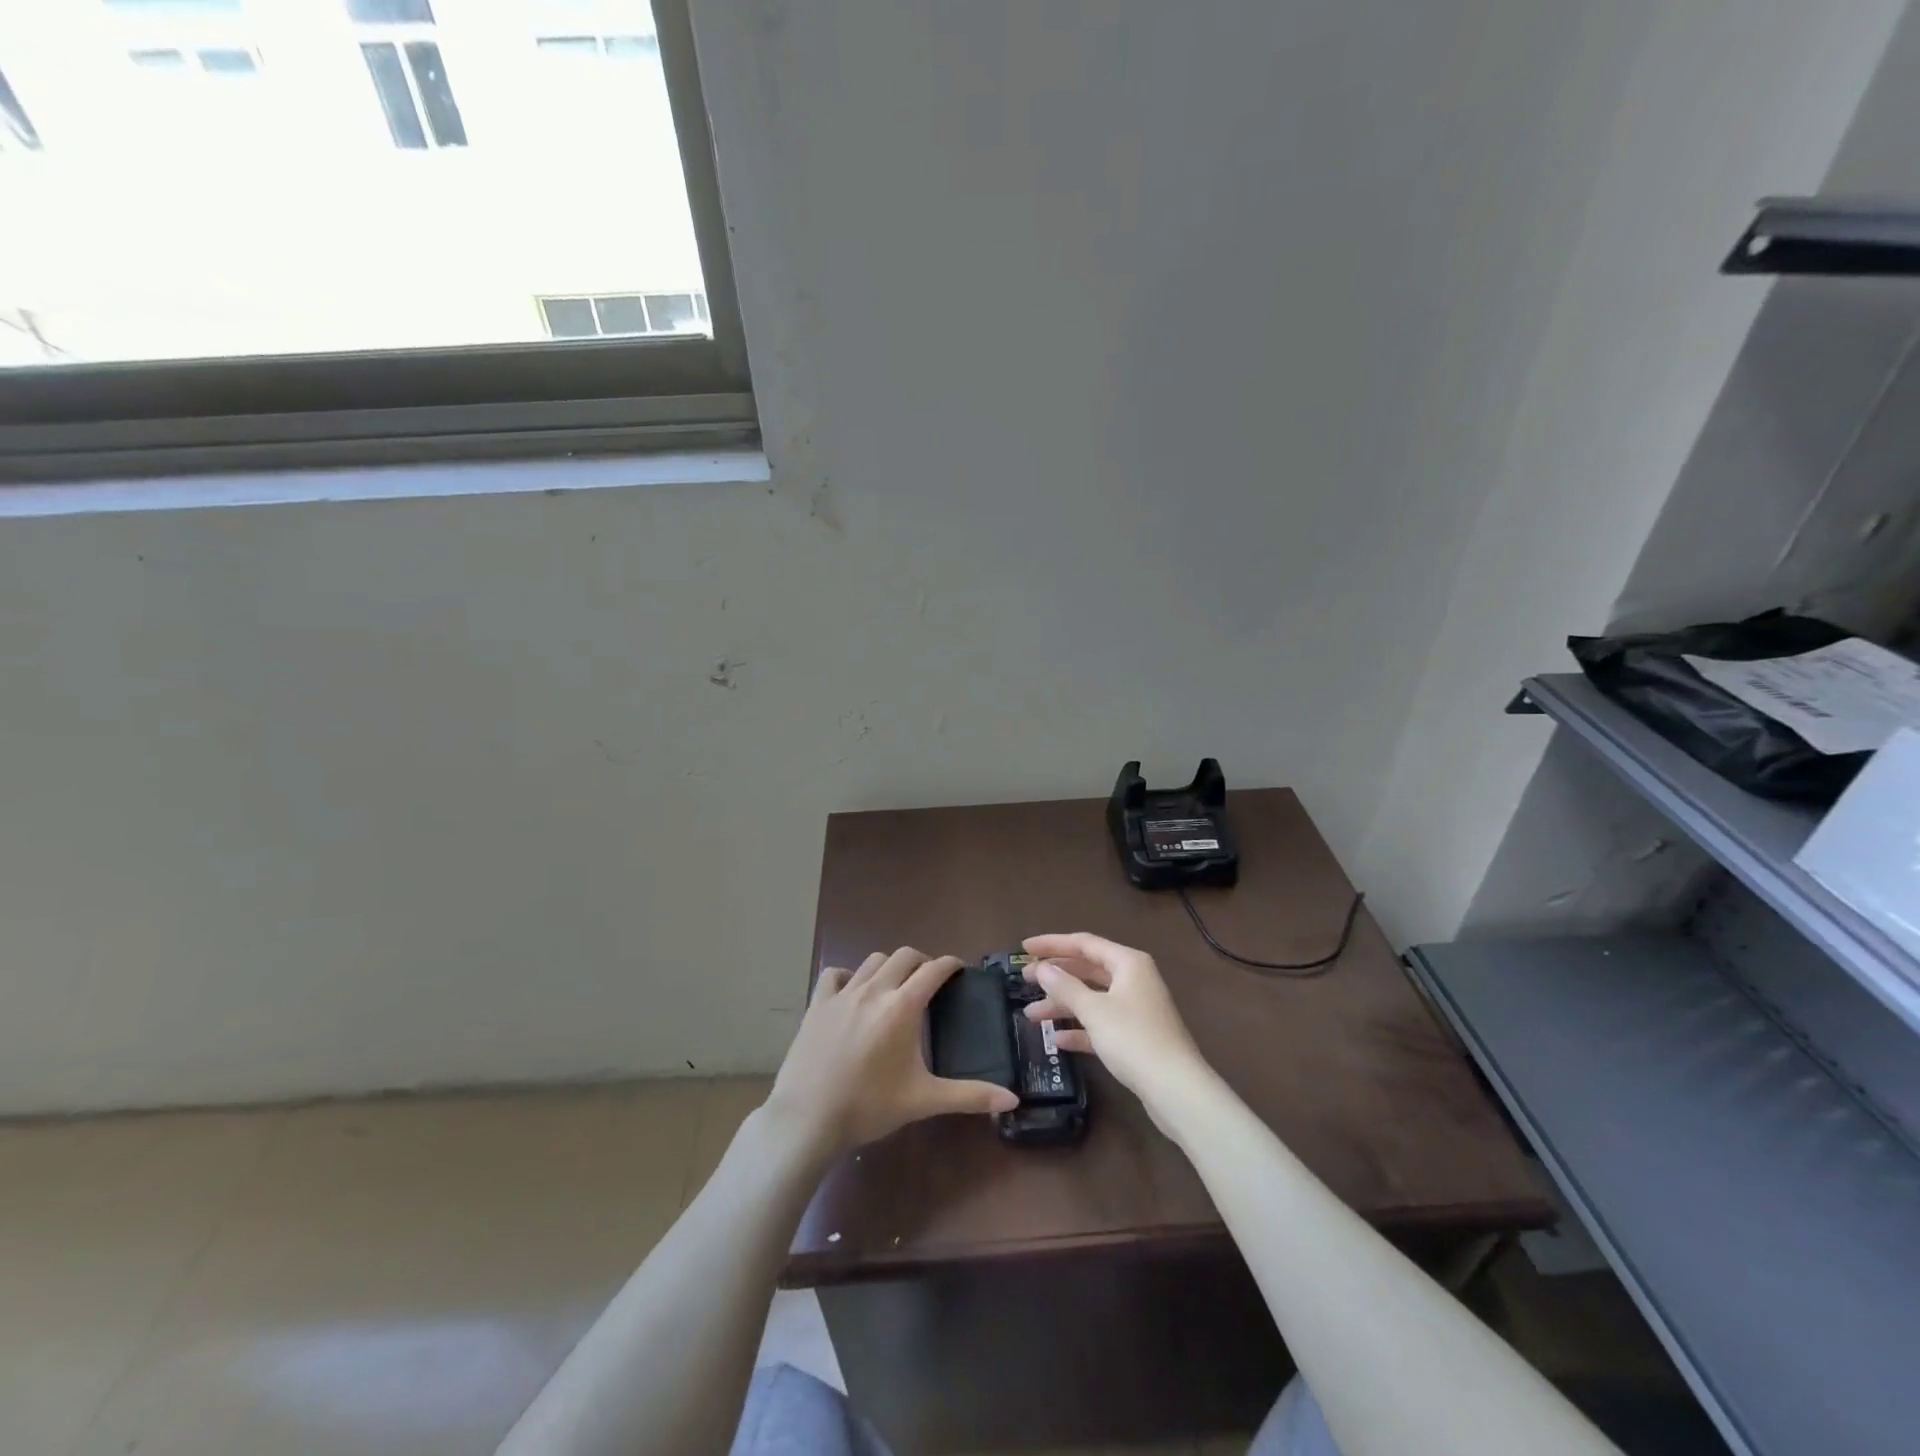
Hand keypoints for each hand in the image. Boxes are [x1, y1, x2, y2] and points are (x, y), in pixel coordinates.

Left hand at [766, 947, 1019, 1151]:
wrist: (809, 1117)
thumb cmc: (870, 1106)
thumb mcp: (923, 1100)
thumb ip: (969, 1096)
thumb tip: (1013, 1100)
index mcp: (904, 1006)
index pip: (934, 969)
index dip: (950, 964)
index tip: (959, 968)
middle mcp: (875, 990)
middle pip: (904, 956)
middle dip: (921, 961)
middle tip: (929, 979)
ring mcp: (843, 994)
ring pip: (872, 961)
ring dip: (889, 966)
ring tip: (895, 984)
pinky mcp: (817, 1004)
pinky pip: (834, 974)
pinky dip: (848, 975)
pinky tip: (852, 991)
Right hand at [1020, 933, 1210, 1108]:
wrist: (1176, 1089)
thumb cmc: (1133, 1039)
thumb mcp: (1094, 1011)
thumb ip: (1065, 987)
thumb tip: (1042, 968)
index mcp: (1128, 963)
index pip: (1083, 943)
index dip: (1052, 944)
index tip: (1024, 948)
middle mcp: (1133, 979)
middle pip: (1087, 969)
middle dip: (1055, 976)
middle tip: (1024, 980)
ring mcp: (1135, 1008)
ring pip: (1092, 998)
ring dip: (1062, 1005)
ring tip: (1031, 1016)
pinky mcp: (1135, 1036)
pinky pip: (1100, 1023)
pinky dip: (1080, 1028)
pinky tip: (1057, 1040)